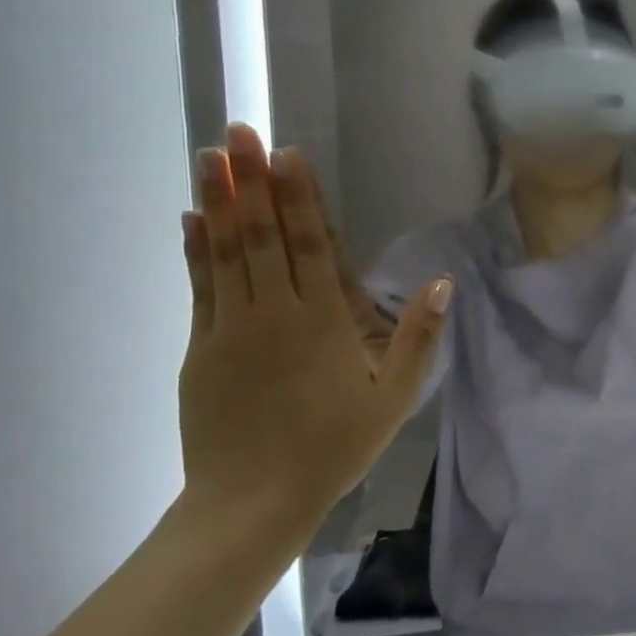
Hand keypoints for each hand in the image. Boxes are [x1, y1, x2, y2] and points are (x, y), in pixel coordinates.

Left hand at [178, 124, 449, 536]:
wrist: (252, 503)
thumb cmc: (334, 447)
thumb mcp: (395, 397)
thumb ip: (418, 336)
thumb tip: (444, 281)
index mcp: (323, 321)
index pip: (309, 244)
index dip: (298, 196)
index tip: (285, 153)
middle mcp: (274, 313)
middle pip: (262, 235)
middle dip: (251, 180)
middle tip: (237, 132)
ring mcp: (230, 328)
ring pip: (226, 252)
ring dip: (219, 201)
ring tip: (209, 156)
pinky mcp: (201, 348)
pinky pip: (200, 286)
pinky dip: (196, 248)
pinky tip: (192, 217)